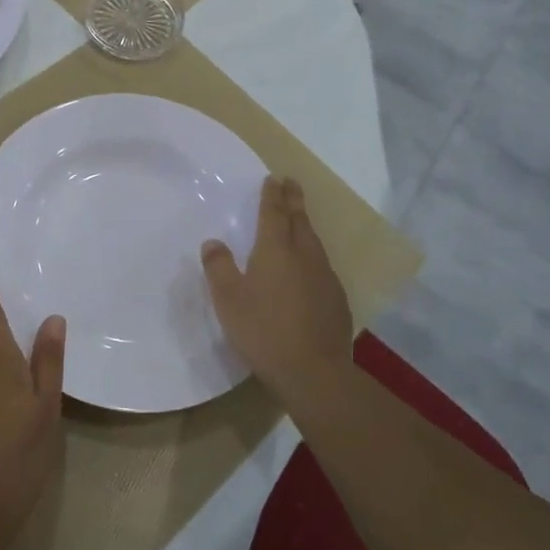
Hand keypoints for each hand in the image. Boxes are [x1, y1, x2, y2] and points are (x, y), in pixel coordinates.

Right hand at [202, 175, 352, 394]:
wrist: (314, 371)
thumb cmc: (264, 331)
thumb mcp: (229, 300)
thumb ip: (219, 268)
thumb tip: (213, 242)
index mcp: (276, 250)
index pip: (274, 213)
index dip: (273, 194)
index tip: (274, 178)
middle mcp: (305, 255)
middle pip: (300, 220)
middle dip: (294, 200)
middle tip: (292, 184)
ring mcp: (325, 277)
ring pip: (314, 242)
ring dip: (305, 226)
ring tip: (299, 220)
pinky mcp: (337, 299)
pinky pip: (322, 266)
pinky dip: (313, 256)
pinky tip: (309, 268)